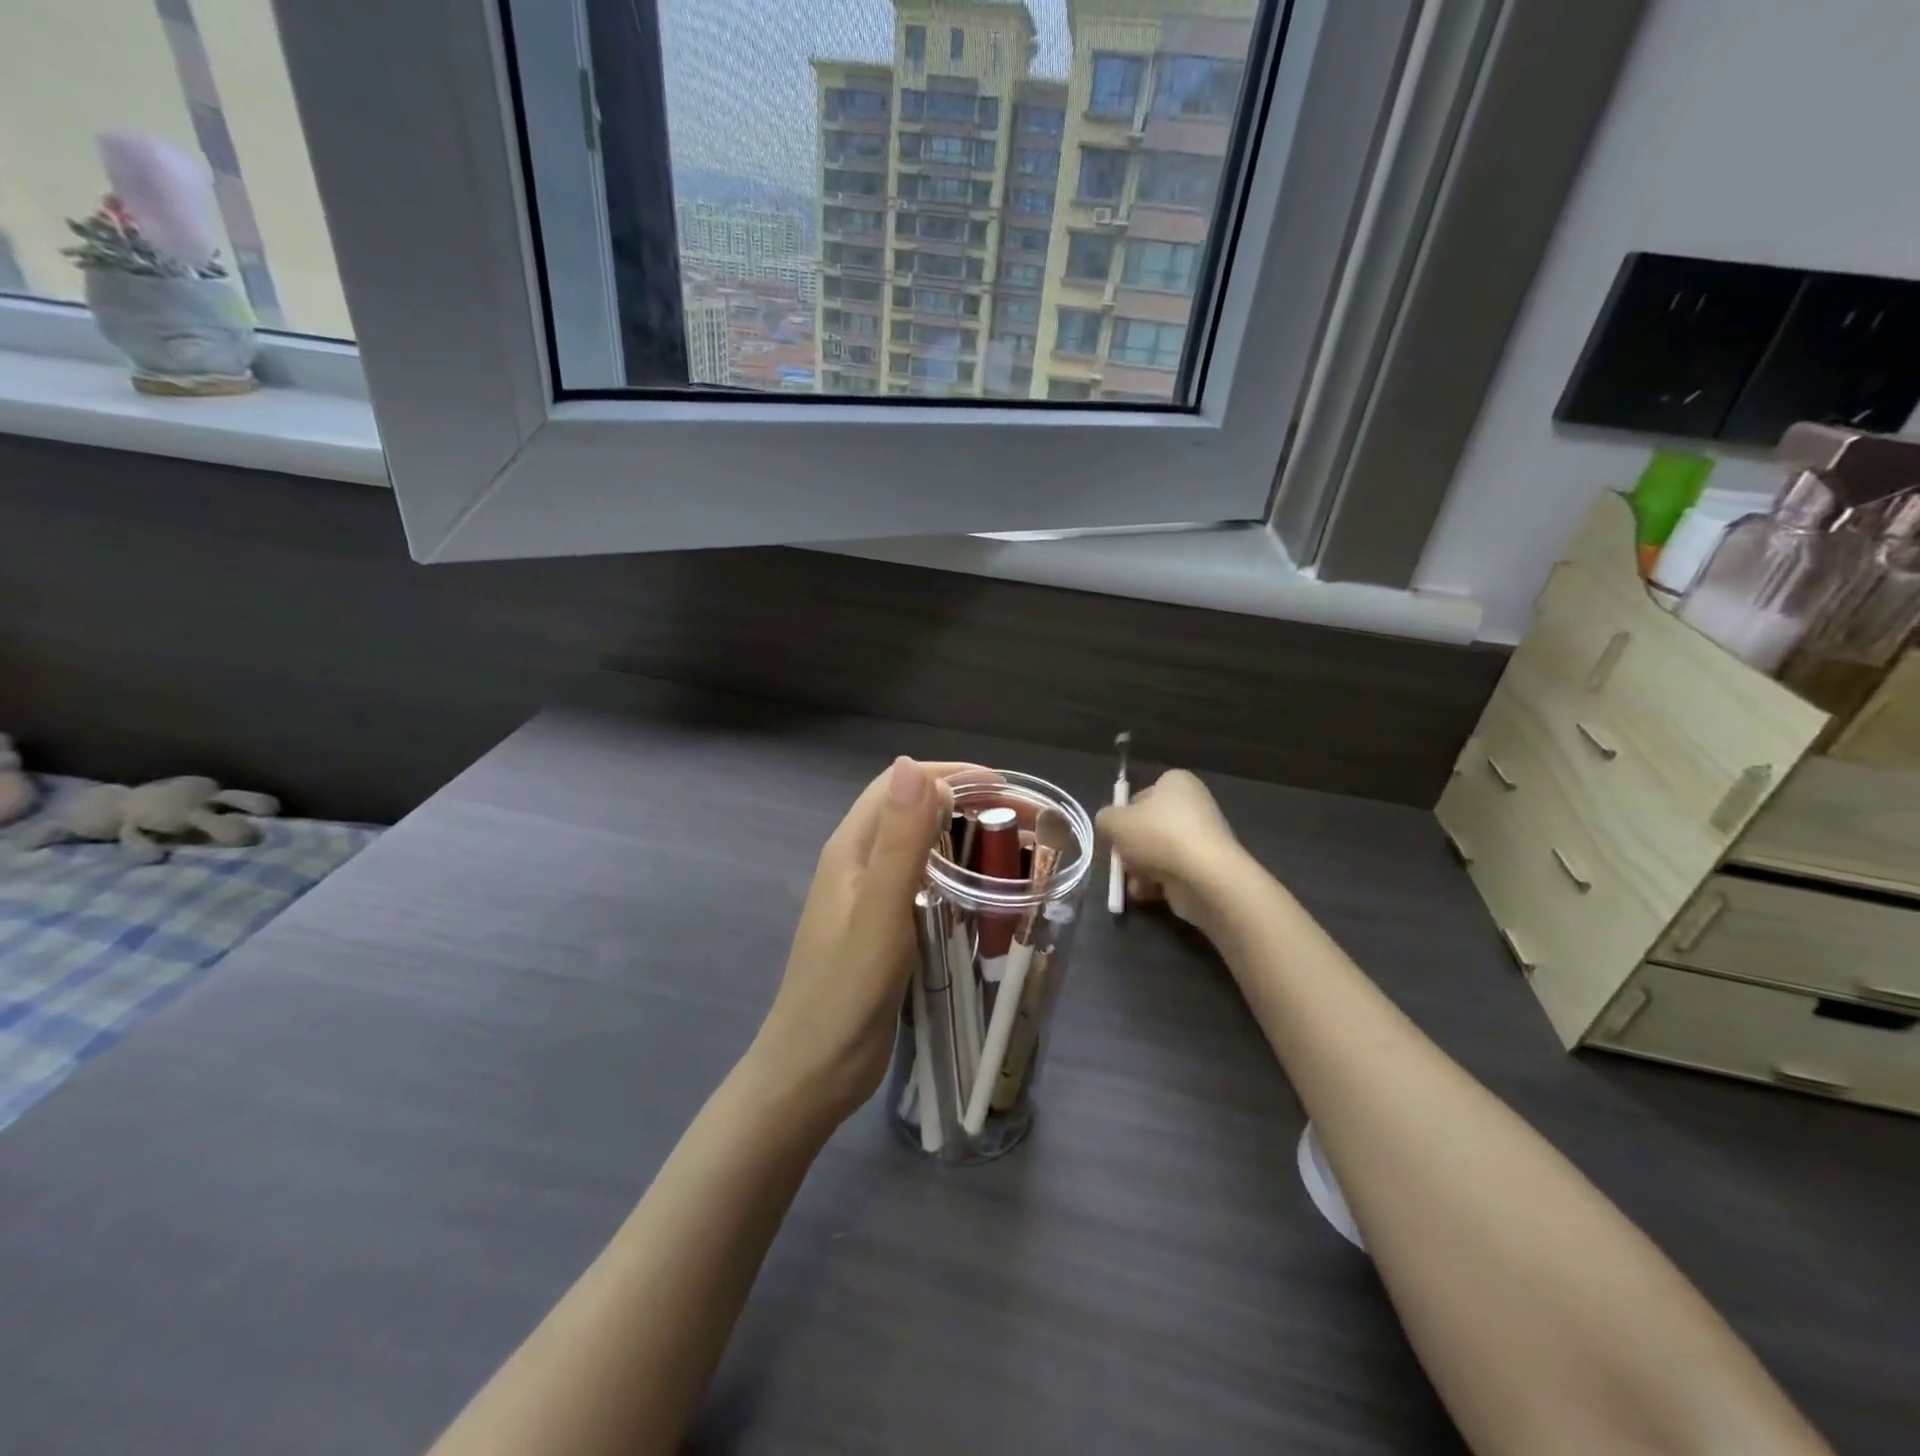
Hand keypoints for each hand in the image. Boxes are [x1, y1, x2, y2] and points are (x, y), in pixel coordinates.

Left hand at [749, 758, 987, 1125]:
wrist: (812, 1073)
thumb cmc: (845, 994)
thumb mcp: (879, 913)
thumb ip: (898, 841)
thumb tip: (911, 765)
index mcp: (851, 849)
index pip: (900, 785)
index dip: (952, 775)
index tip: (1005, 788)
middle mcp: (858, 863)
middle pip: (912, 809)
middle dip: (966, 801)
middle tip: (1022, 821)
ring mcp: (868, 897)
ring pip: (920, 845)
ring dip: (964, 834)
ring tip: (1013, 849)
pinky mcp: (883, 927)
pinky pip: (923, 881)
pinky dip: (956, 872)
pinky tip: (984, 892)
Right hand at [1096, 769, 1247, 929]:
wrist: (1203, 876)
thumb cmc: (1157, 835)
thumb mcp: (1114, 821)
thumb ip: (1105, 818)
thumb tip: (1109, 824)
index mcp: (1176, 782)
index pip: (1142, 795)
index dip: (1124, 814)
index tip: (1115, 833)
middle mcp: (1193, 805)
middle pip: (1148, 827)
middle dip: (1131, 847)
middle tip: (1121, 859)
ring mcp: (1202, 838)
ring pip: (1157, 852)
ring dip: (1140, 869)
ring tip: (1134, 881)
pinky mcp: (1206, 867)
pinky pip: (1172, 872)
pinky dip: (1157, 882)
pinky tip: (1148, 892)